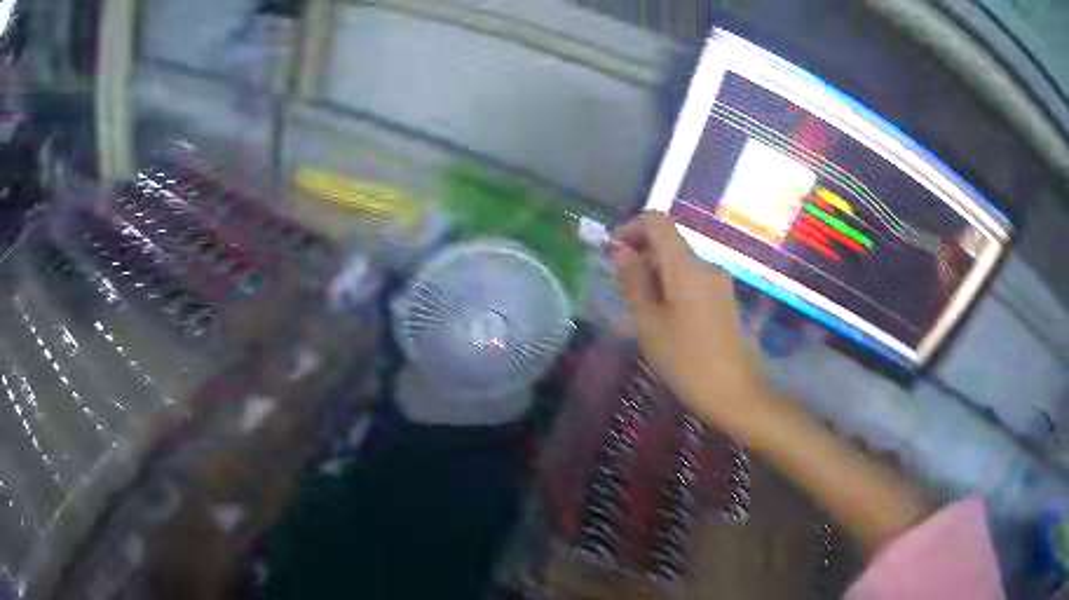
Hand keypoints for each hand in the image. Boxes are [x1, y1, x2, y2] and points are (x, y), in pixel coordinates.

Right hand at [610, 212, 768, 438]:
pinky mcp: (725, 300)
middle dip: (641, 257)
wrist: (734, 393)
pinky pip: (694, 281)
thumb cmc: (686, 361)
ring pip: (680, 264)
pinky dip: (673, 288)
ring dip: (656, 275)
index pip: (658, 222)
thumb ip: (634, 282)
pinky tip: (666, 321)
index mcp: (687, 266)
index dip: (631, 228)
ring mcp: (720, 283)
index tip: (613, 253)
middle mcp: (707, 266)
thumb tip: (622, 252)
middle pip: (669, 243)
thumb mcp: (650, 323)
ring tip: (642, 312)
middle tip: (623, 291)